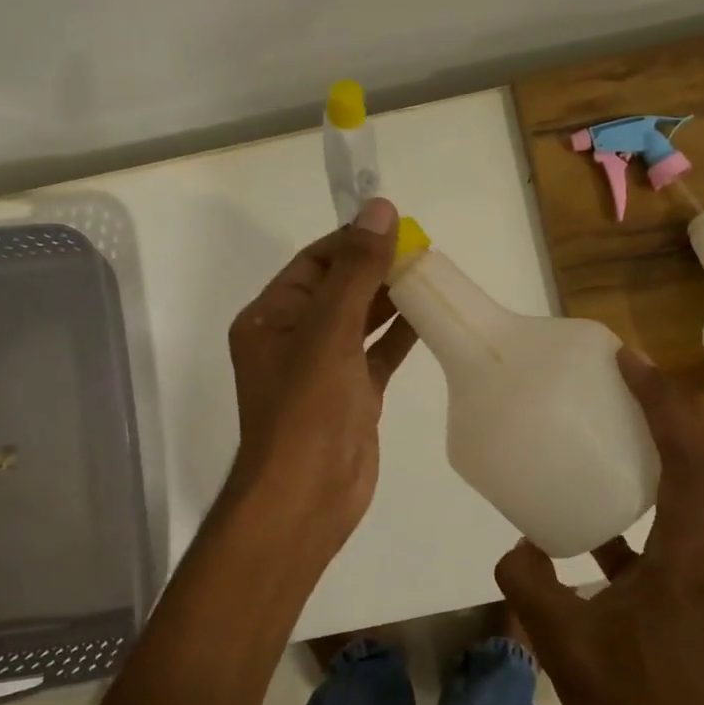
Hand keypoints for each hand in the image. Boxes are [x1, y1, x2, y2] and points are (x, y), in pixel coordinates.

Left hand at [223, 198, 416, 563]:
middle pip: (339, 288)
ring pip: (361, 320)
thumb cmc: (307, 407)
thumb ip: (356, 270)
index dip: (352, 241)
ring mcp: (324, 368)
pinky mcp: (352, 394)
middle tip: (423, 249)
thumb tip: (379, 209)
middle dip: (376, 268)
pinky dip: (401, 335)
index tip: (396, 226)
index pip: (314, 262)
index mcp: (271, 317)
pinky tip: (431, 316)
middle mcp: (293, 337)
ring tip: (431, 274)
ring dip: (391, 299)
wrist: (308, 495)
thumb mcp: (329, 329)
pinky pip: (377, 354)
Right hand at [495, 348, 703, 704]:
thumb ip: (529, 582)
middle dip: (682, 409)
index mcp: (687, 555)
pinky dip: (661, 487)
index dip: (665, 404)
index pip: (692, 460)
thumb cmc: (635, 704)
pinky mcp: (696, 584)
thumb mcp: (563, 643)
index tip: (630, 363)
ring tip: (632, 416)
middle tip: (634, 378)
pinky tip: (611, 496)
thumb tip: (516, 543)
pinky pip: (688, 516)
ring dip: (681, 441)